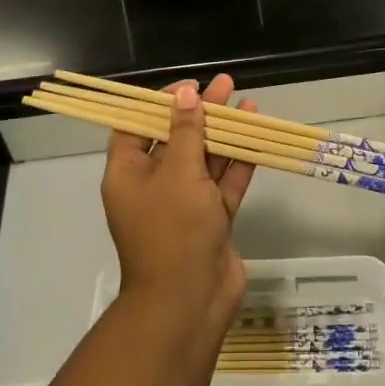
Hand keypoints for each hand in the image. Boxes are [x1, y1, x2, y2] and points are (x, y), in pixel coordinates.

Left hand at [101, 74, 258, 325]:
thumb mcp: (178, 173)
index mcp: (129, 173)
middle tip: (225, 84)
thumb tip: (186, 95)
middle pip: (176, 138)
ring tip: (244, 99)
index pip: (138, 126)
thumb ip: (186, 132)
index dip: (160, 103)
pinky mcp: (212, 218)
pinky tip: (255, 133)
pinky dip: (239, 159)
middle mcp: (154, 185)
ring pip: (204, 158)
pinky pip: (224, 182)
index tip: (188, 87)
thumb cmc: (172, 230)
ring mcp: (185, 203)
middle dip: (200, 112)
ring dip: (223, 131)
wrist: (189, 301)